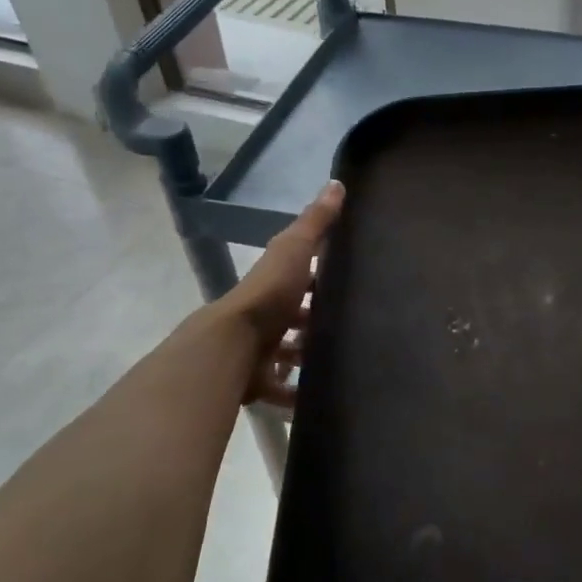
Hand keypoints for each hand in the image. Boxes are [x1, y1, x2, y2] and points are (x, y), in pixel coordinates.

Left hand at [218, 180, 343, 407]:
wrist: (232, 346)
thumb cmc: (268, 295)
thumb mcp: (295, 250)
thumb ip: (316, 222)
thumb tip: (336, 182)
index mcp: (273, 284)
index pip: (298, 277)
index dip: (318, 278)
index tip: (347, 281)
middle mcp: (263, 315)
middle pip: (293, 318)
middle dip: (314, 323)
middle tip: (350, 328)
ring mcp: (258, 350)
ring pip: (286, 354)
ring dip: (306, 358)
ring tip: (340, 362)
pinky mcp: (256, 382)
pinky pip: (280, 390)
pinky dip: (296, 396)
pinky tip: (318, 400)